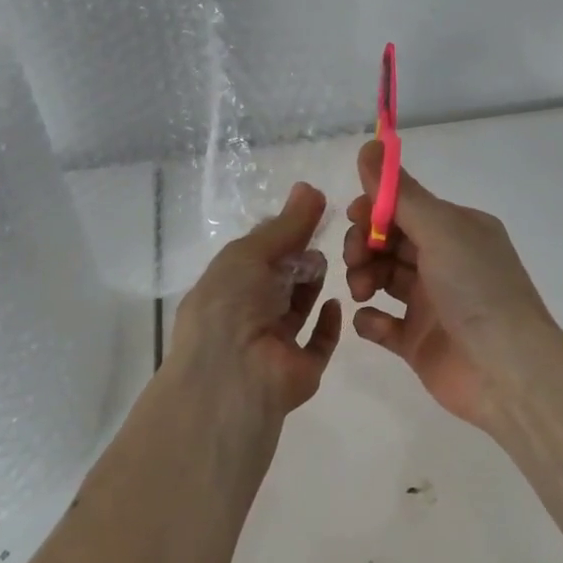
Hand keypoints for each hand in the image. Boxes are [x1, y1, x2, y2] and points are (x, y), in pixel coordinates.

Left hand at [166, 182, 342, 423]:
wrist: (235, 374)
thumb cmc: (231, 304)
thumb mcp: (251, 253)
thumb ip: (285, 225)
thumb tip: (311, 187)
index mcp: (225, 288)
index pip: (255, 257)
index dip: (281, 235)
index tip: (311, 212)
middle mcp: (246, 316)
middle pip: (277, 281)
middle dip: (297, 259)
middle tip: (323, 238)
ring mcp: (274, 345)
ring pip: (296, 310)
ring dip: (310, 285)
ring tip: (326, 264)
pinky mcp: (300, 368)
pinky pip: (318, 343)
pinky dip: (328, 323)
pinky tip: (336, 303)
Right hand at [343, 140, 558, 431]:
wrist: (506, 370)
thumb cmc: (476, 289)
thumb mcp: (440, 230)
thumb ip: (399, 192)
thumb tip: (369, 144)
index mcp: (457, 230)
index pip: (405, 208)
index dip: (375, 210)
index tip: (354, 217)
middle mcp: (445, 262)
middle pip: (389, 242)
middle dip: (364, 244)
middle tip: (356, 259)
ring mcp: (431, 304)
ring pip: (382, 278)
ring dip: (363, 277)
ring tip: (362, 290)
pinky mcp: (418, 341)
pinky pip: (382, 323)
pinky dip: (370, 319)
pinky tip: (371, 320)